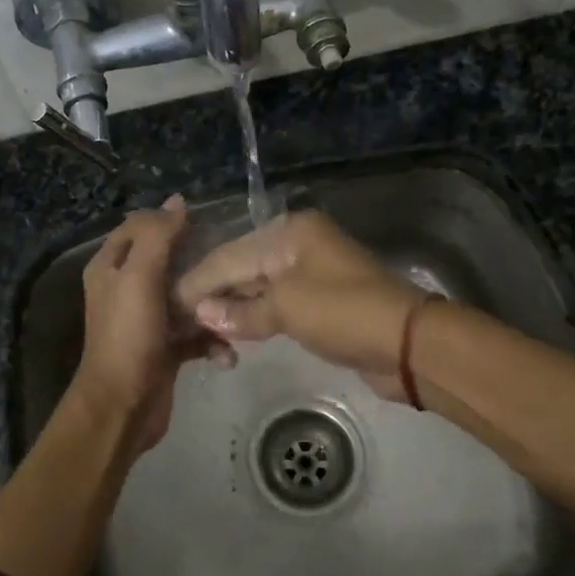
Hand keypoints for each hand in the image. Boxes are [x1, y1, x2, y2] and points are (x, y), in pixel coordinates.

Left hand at [71, 195, 228, 453]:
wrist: (123, 407)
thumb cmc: (128, 335)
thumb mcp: (139, 276)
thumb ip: (158, 236)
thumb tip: (177, 201)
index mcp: (111, 267)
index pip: (139, 228)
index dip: (168, 222)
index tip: (206, 223)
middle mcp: (126, 289)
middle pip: (169, 262)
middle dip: (200, 264)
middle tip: (233, 263)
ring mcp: (147, 321)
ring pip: (187, 299)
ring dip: (212, 306)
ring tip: (237, 309)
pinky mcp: (166, 349)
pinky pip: (196, 335)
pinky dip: (212, 342)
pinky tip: (227, 353)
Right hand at [175, 211, 425, 400]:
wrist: (407, 343)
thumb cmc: (343, 312)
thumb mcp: (287, 307)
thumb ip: (242, 311)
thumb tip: (203, 314)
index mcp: (290, 232)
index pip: (229, 255)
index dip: (198, 282)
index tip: (167, 304)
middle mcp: (297, 244)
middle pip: (242, 267)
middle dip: (212, 294)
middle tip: (178, 319)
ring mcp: (310, 272)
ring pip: (258, 287)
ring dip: (232, 309)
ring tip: (198, 329)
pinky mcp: (320, 301)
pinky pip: (276, 305)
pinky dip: (254, 317)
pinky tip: (232, 331)